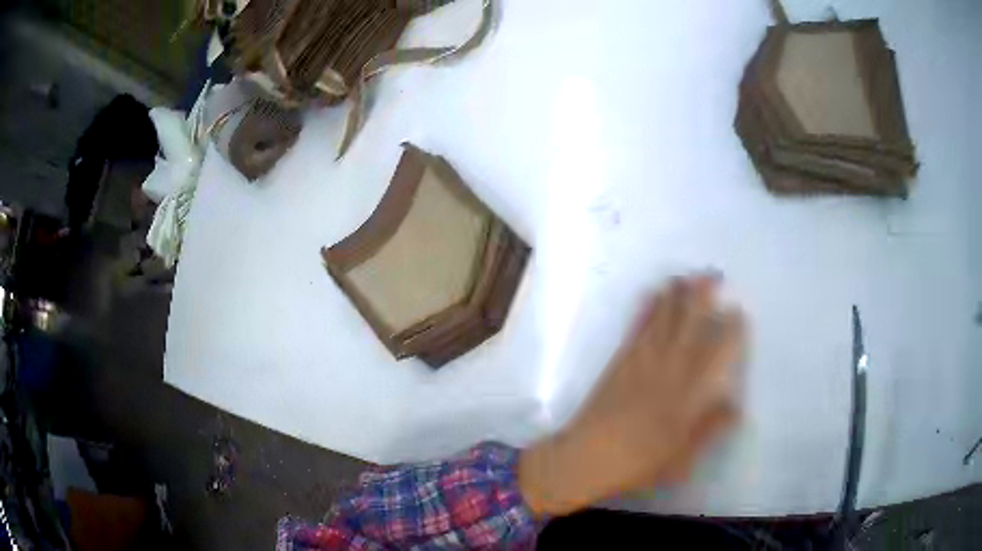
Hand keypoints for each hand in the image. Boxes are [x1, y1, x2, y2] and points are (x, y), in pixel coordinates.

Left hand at [518, 274, 745, 516]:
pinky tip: (652, 296)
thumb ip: (709, 429)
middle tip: (712, 274)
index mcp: (685, 396)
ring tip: (685, 276)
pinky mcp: (619, 363)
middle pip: (687, 328)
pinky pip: (636, 330)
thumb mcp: (681, 458)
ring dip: (674, 296)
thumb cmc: (637, 464)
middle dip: (701, 298)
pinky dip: (645, 310)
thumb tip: (736, 405)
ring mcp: (640, 364)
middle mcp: (666, 373)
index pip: (713, 356)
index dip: (728, 331)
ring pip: (662, 322)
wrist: (586, 458)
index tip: (737, 310)